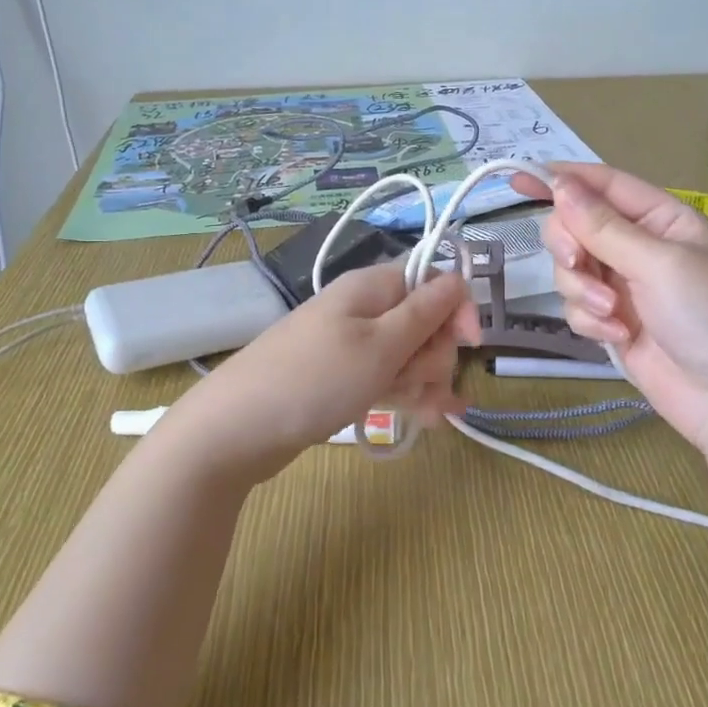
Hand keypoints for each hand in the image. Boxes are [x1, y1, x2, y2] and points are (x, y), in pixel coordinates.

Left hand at [159, 263, 479, 485]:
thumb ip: (424, 312)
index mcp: (372, 288)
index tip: (470, 345)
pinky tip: (425, 420)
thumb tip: (458, 277)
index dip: (457, 310)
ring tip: (423, 414)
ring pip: (407, 355)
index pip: (433, 280)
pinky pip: (385, 378)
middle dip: (435, 355)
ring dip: (423, 382)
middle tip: (418, 382)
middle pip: (424, 322)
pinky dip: (404, 395)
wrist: (237, 429)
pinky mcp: (341, 378)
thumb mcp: (380, 346)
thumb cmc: (315, 380)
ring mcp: (351, 346)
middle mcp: (363, 310)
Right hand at [513, 163, 707, 476]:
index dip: (561, 180)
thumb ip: (603, 226)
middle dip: (570, 246)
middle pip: (576, 227)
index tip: (517, 180)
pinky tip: (619, 337)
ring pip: (571, 270)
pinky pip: (577, 307)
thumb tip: (559, 185)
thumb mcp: (658, 262)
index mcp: (661, 219)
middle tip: (578, 263)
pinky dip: (591, 321)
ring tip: (613, 315)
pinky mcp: (612, 322)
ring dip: (584, 291)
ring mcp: (624, 286)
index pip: (603, 185)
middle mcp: (639, 246)